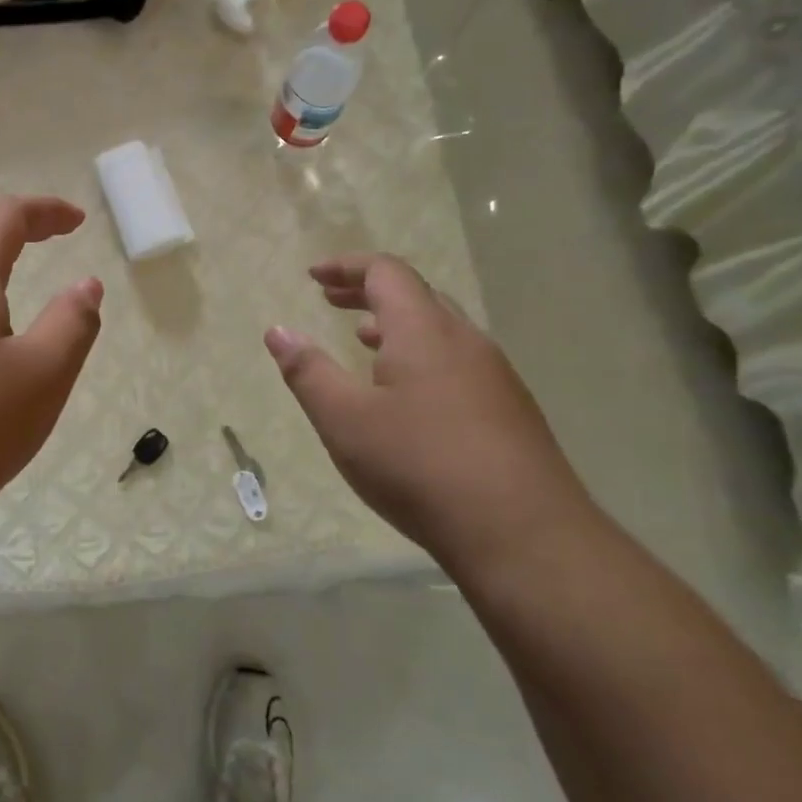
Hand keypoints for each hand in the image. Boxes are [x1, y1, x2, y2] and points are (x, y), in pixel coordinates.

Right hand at [265, 253, 589, 564]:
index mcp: (424, 331)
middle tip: (330, 300)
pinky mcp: (510, 409)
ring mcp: (495, 375)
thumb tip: (278, 331)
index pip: (386, 272)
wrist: (523, 534)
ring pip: (440, 328)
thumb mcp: (344, 420)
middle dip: (368, 291)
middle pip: (415, 294)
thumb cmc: (419, 466)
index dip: (346, 267)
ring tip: (362, 339)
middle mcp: (465, 340)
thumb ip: (308, 372)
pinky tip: (406, 393)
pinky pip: (457, 359)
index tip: (313, 276)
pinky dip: (420, 353)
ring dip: (396, 323)